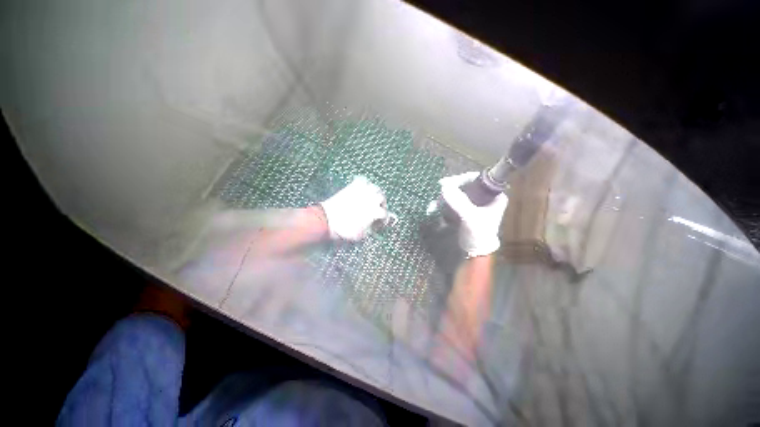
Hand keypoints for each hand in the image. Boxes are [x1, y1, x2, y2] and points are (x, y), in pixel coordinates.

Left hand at [320, 176, 388, 240]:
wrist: (327, 220)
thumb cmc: (345, 230)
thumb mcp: (361, 235)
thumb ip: (370, 229)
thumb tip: (373, 225)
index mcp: (375, 211)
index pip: (385, 214)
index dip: (382, 220)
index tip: (378, 224)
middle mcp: (371, 199)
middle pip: (382, 198)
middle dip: (381, 204)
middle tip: (376, 209)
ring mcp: (362, 191)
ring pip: (375, 187)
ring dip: (375, 193)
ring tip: (371, 198)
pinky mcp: (353, 186)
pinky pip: (363, 180)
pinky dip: (364, 184)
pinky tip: (363, 189)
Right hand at [440, 172, 508, 256]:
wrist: (475, 252)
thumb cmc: (478, 235)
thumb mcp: (470, 217)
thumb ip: (459, 202)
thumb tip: (444, 187)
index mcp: (495, 196)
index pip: (478, 179)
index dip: (462, 179)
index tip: (446, 183)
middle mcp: (486, 197)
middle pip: (467, 185)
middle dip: (451, 189)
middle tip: (439, 194)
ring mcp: (476, 203)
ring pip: (459, 193)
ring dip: (446, 197)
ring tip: (434, 204)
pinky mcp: (467, 209)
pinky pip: (455, 201)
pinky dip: (445, 203)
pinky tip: (436, 207)